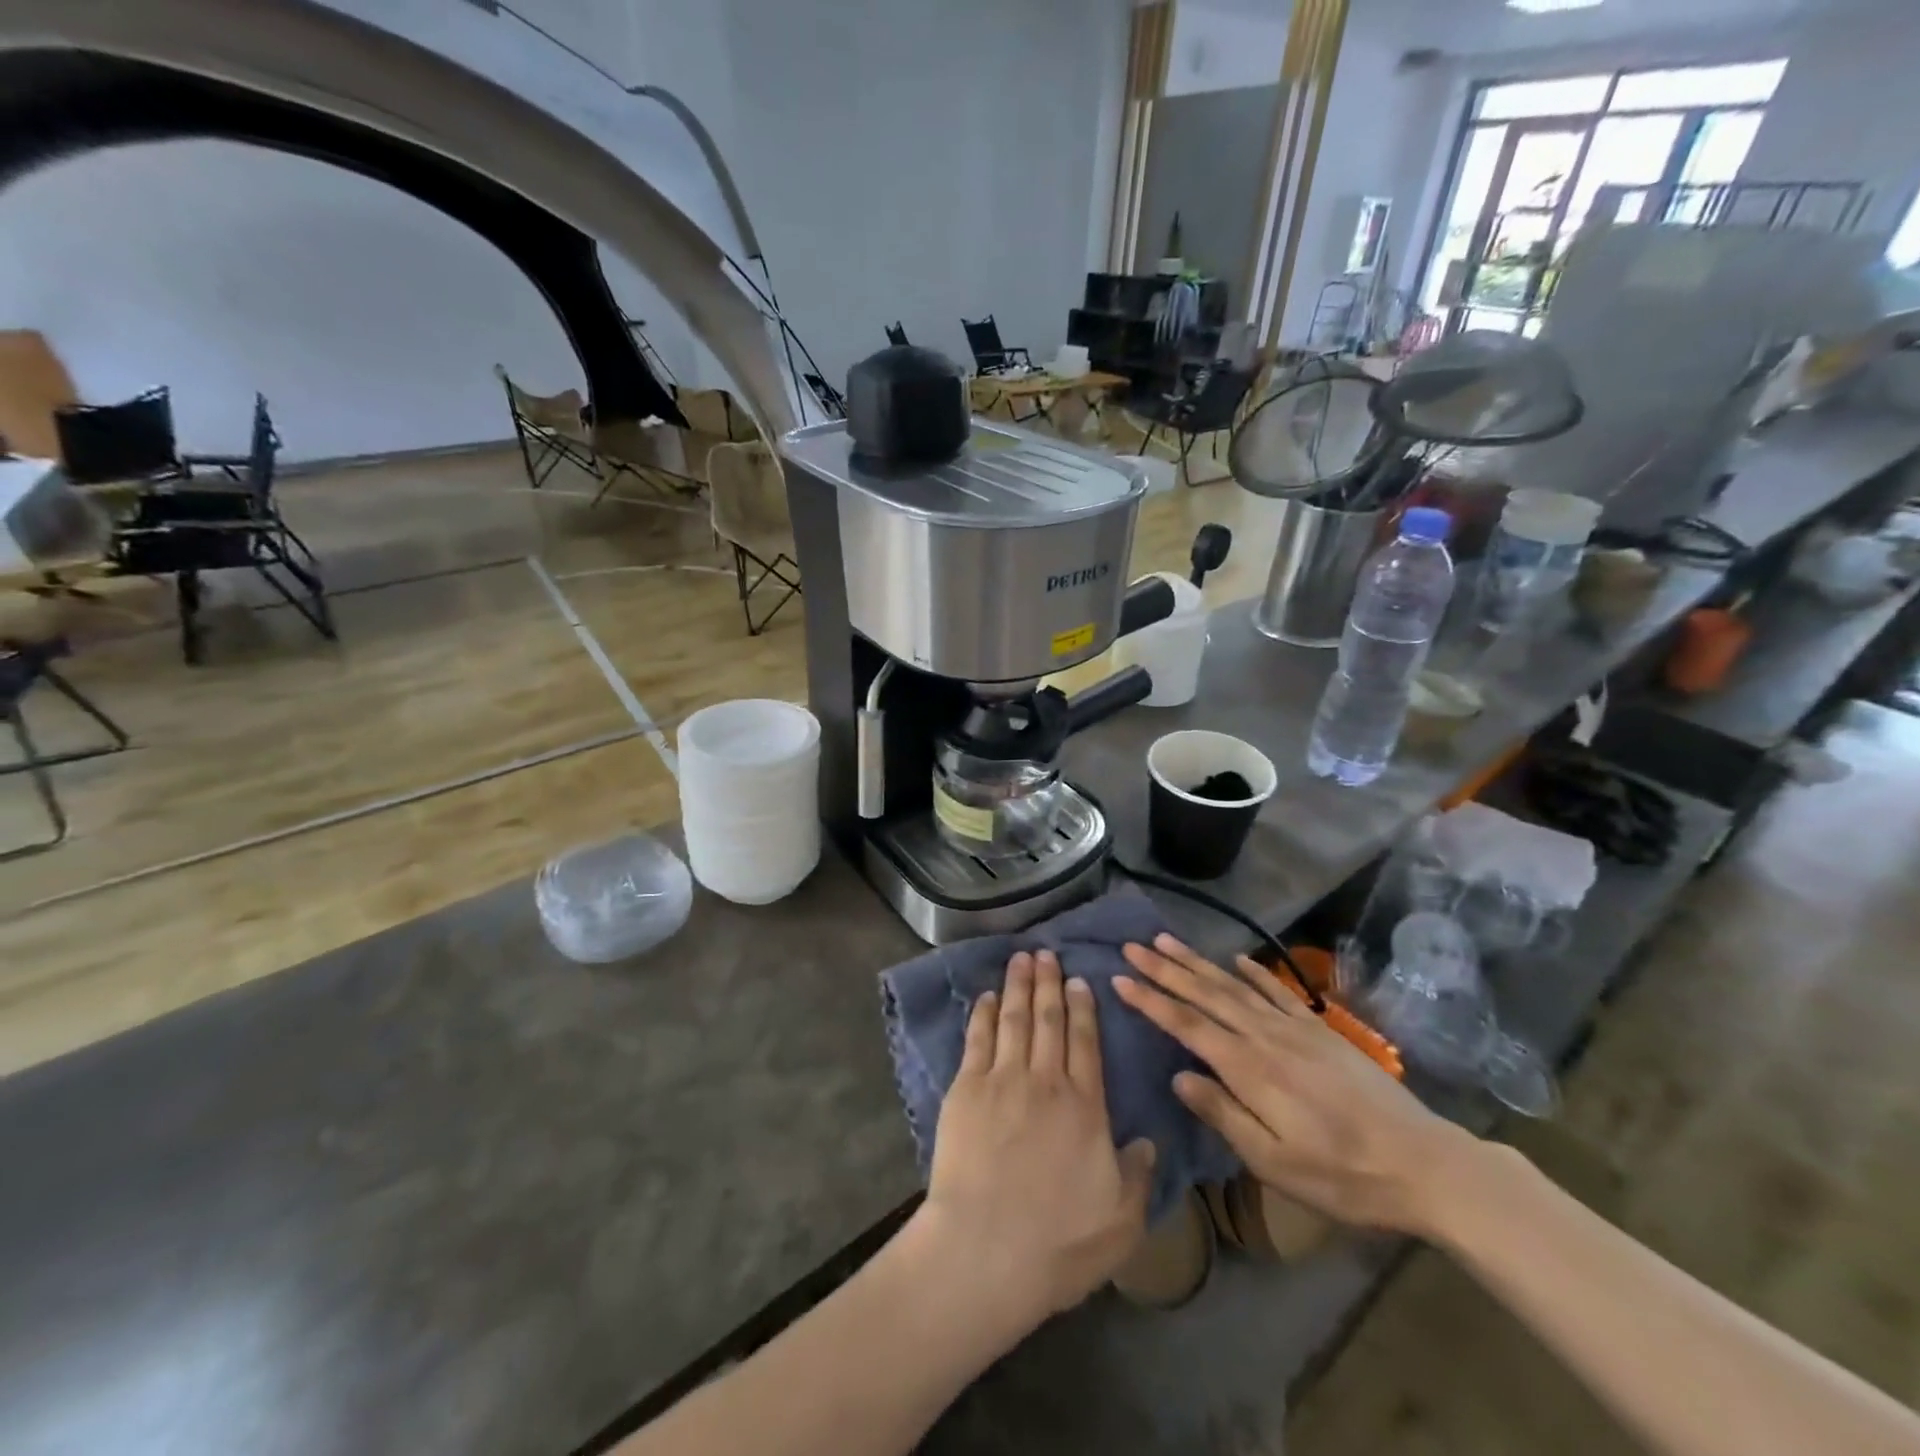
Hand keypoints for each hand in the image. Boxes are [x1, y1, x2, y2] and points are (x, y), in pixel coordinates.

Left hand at [918, 950, 1155, 1330]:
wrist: (985, 1251)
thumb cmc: (1058, 1243)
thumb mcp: (1121, 1222)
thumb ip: (1138, 1177)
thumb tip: (1148, 1142)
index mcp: (1085, 1107)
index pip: (1086, 1043)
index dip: (1083, 1008)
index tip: (1080, 980)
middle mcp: (1045, 1082)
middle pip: (1048, 1020)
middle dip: (1049, 983)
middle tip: (1047, 953)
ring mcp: (1002, 1081)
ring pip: (1014, 1019)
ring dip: (1019, 985)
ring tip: (1021, 957)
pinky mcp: (965, 1090)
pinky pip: (978, 1039)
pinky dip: (984, 1013)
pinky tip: (988, 996)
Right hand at [1114, 935, 1481, 1237]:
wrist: (1424, 1164)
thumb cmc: (1343, 1176)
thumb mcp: (1275, 1164)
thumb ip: (1223, 1115)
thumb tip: (1178, 1077)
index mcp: (1249, 1069)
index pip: (1187, 1025)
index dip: (1151, 1001)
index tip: (1120, 978)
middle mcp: (1265, 1037)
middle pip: (1206, 994)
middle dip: (1165, 969)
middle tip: (1132, 945)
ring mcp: (1295, 1028)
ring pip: (1235, 986)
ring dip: (1198, 962)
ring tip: (1167, 940)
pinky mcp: (1320, 1030)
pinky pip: (1278, 992)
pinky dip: (1254, 972)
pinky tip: (1237, 958)